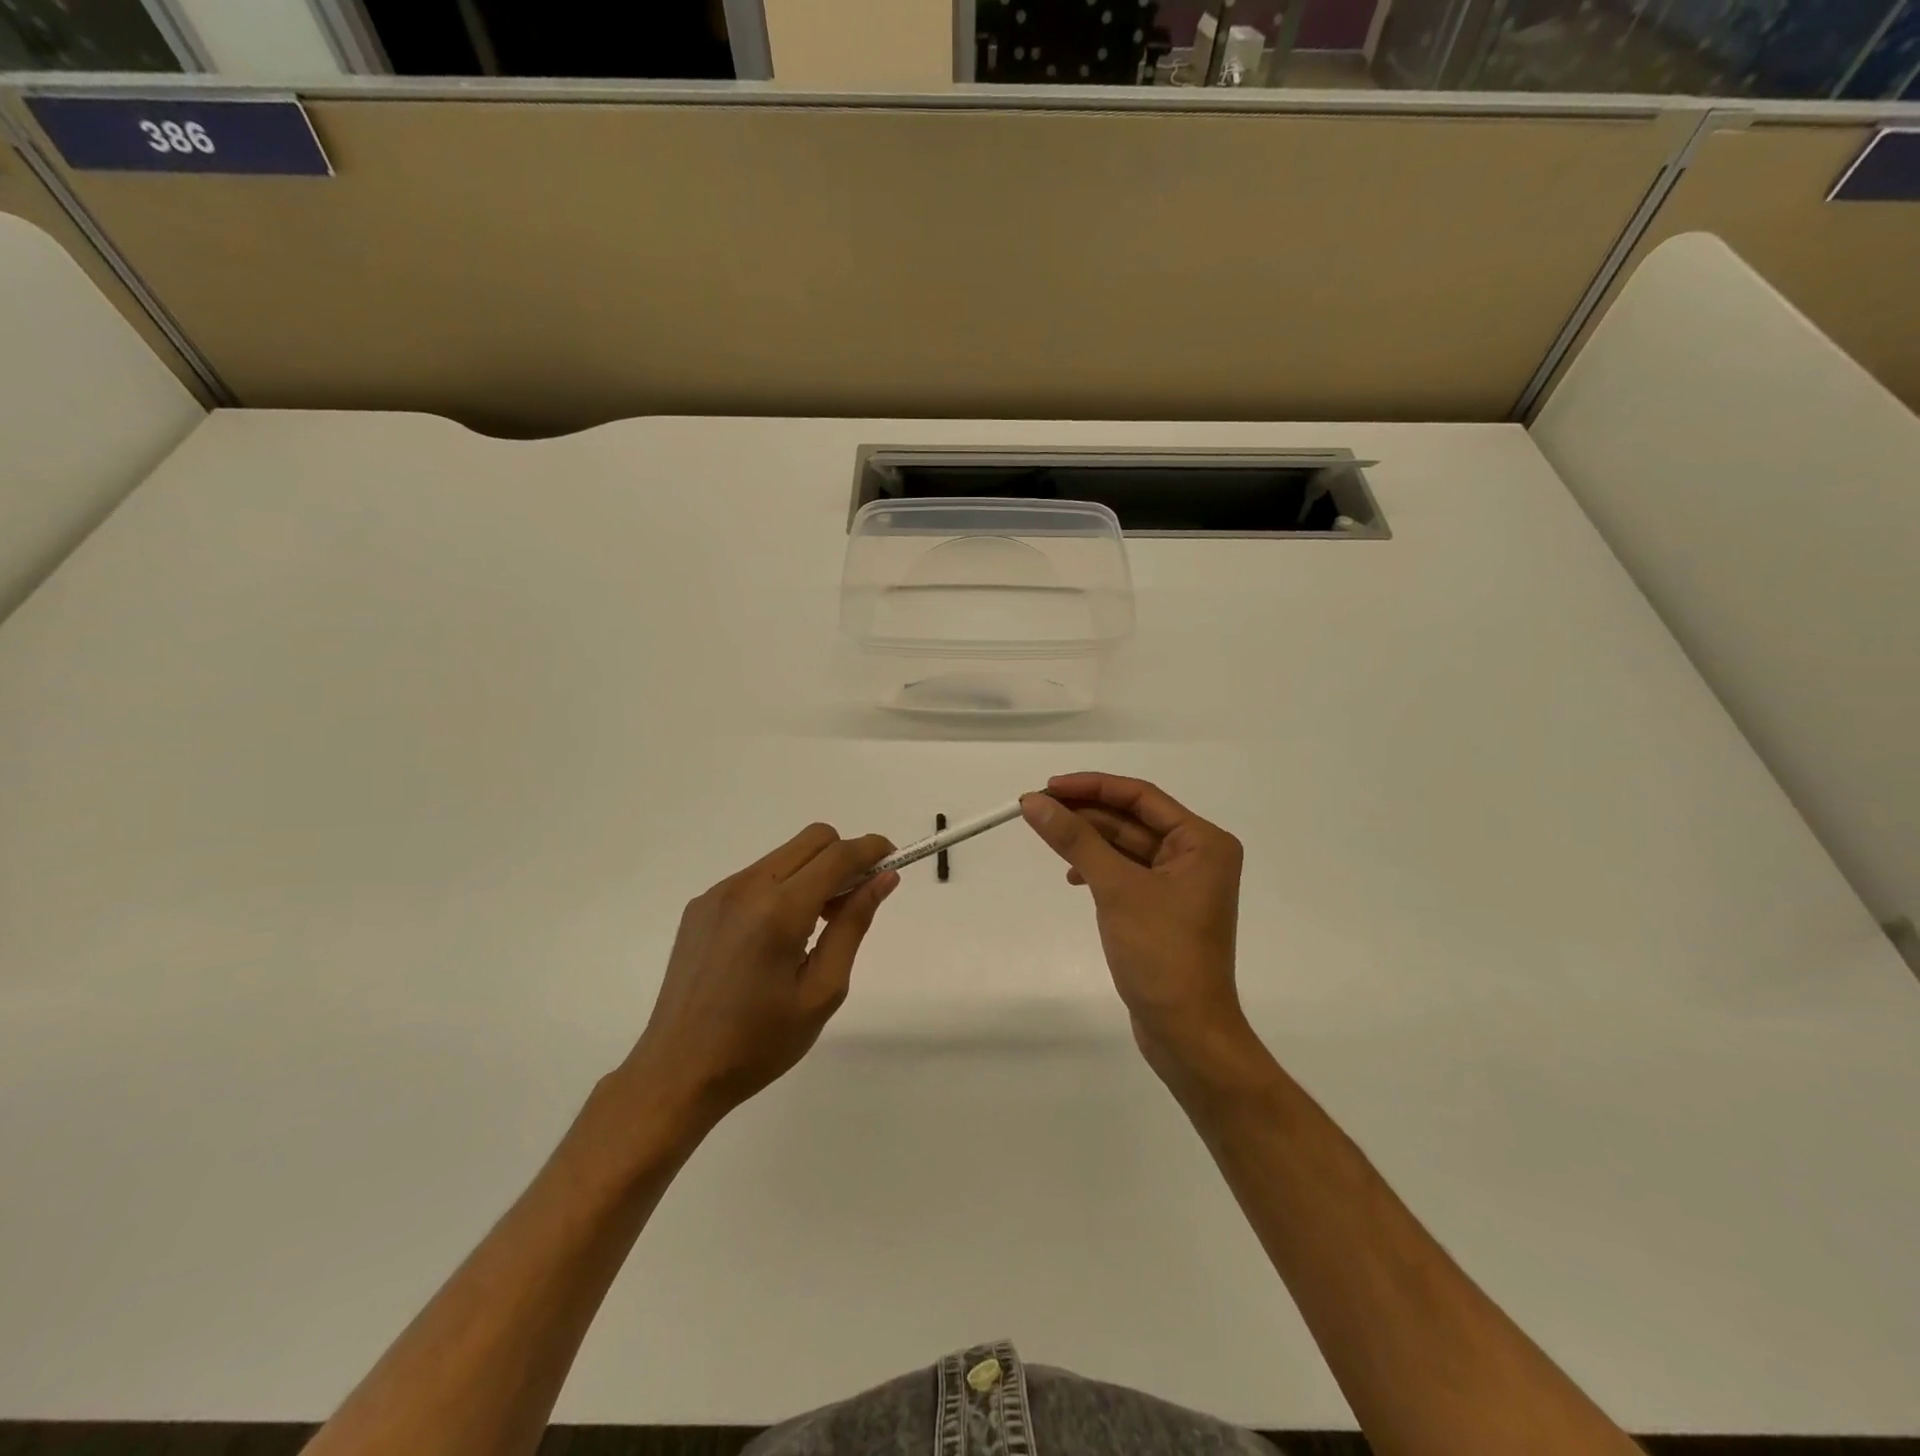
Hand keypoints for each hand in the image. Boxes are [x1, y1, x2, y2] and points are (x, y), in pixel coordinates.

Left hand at [623, 824, 896, 1130]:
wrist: (677, 1072)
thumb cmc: (759, 1043)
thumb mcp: (822, 991)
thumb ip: (853, 925)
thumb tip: (884, 879)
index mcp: (779, 911)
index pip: (837, 855)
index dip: (872, 849)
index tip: (893, 859)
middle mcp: (746, 887)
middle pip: (812, 840)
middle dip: (843, 857)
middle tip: (852, 903)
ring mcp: (718, 893)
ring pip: (783, 856)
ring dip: (812, 873)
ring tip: (813, 927)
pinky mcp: (700, 905)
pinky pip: (755, 876)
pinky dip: (781, 888)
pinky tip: (774, 938)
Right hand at [1022, 774, 1255, 1093]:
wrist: (1186, 1031)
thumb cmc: (1161, 953)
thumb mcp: (1116, 889)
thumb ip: (1075, 840)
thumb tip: (1034, 803)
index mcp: (1202, 842)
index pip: (1140, 797)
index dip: (1092, 786)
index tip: (1048, 787)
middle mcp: (1197, 855)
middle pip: (1132, 819)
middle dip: (1085, 813)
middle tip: (1036, 809)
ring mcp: (1180, 883)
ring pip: (1126, 845)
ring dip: (1088, 840)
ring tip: (1046, 836)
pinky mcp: (1163, 907)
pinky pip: (1126, 872)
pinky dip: (1098, 868)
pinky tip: (1072, 875)